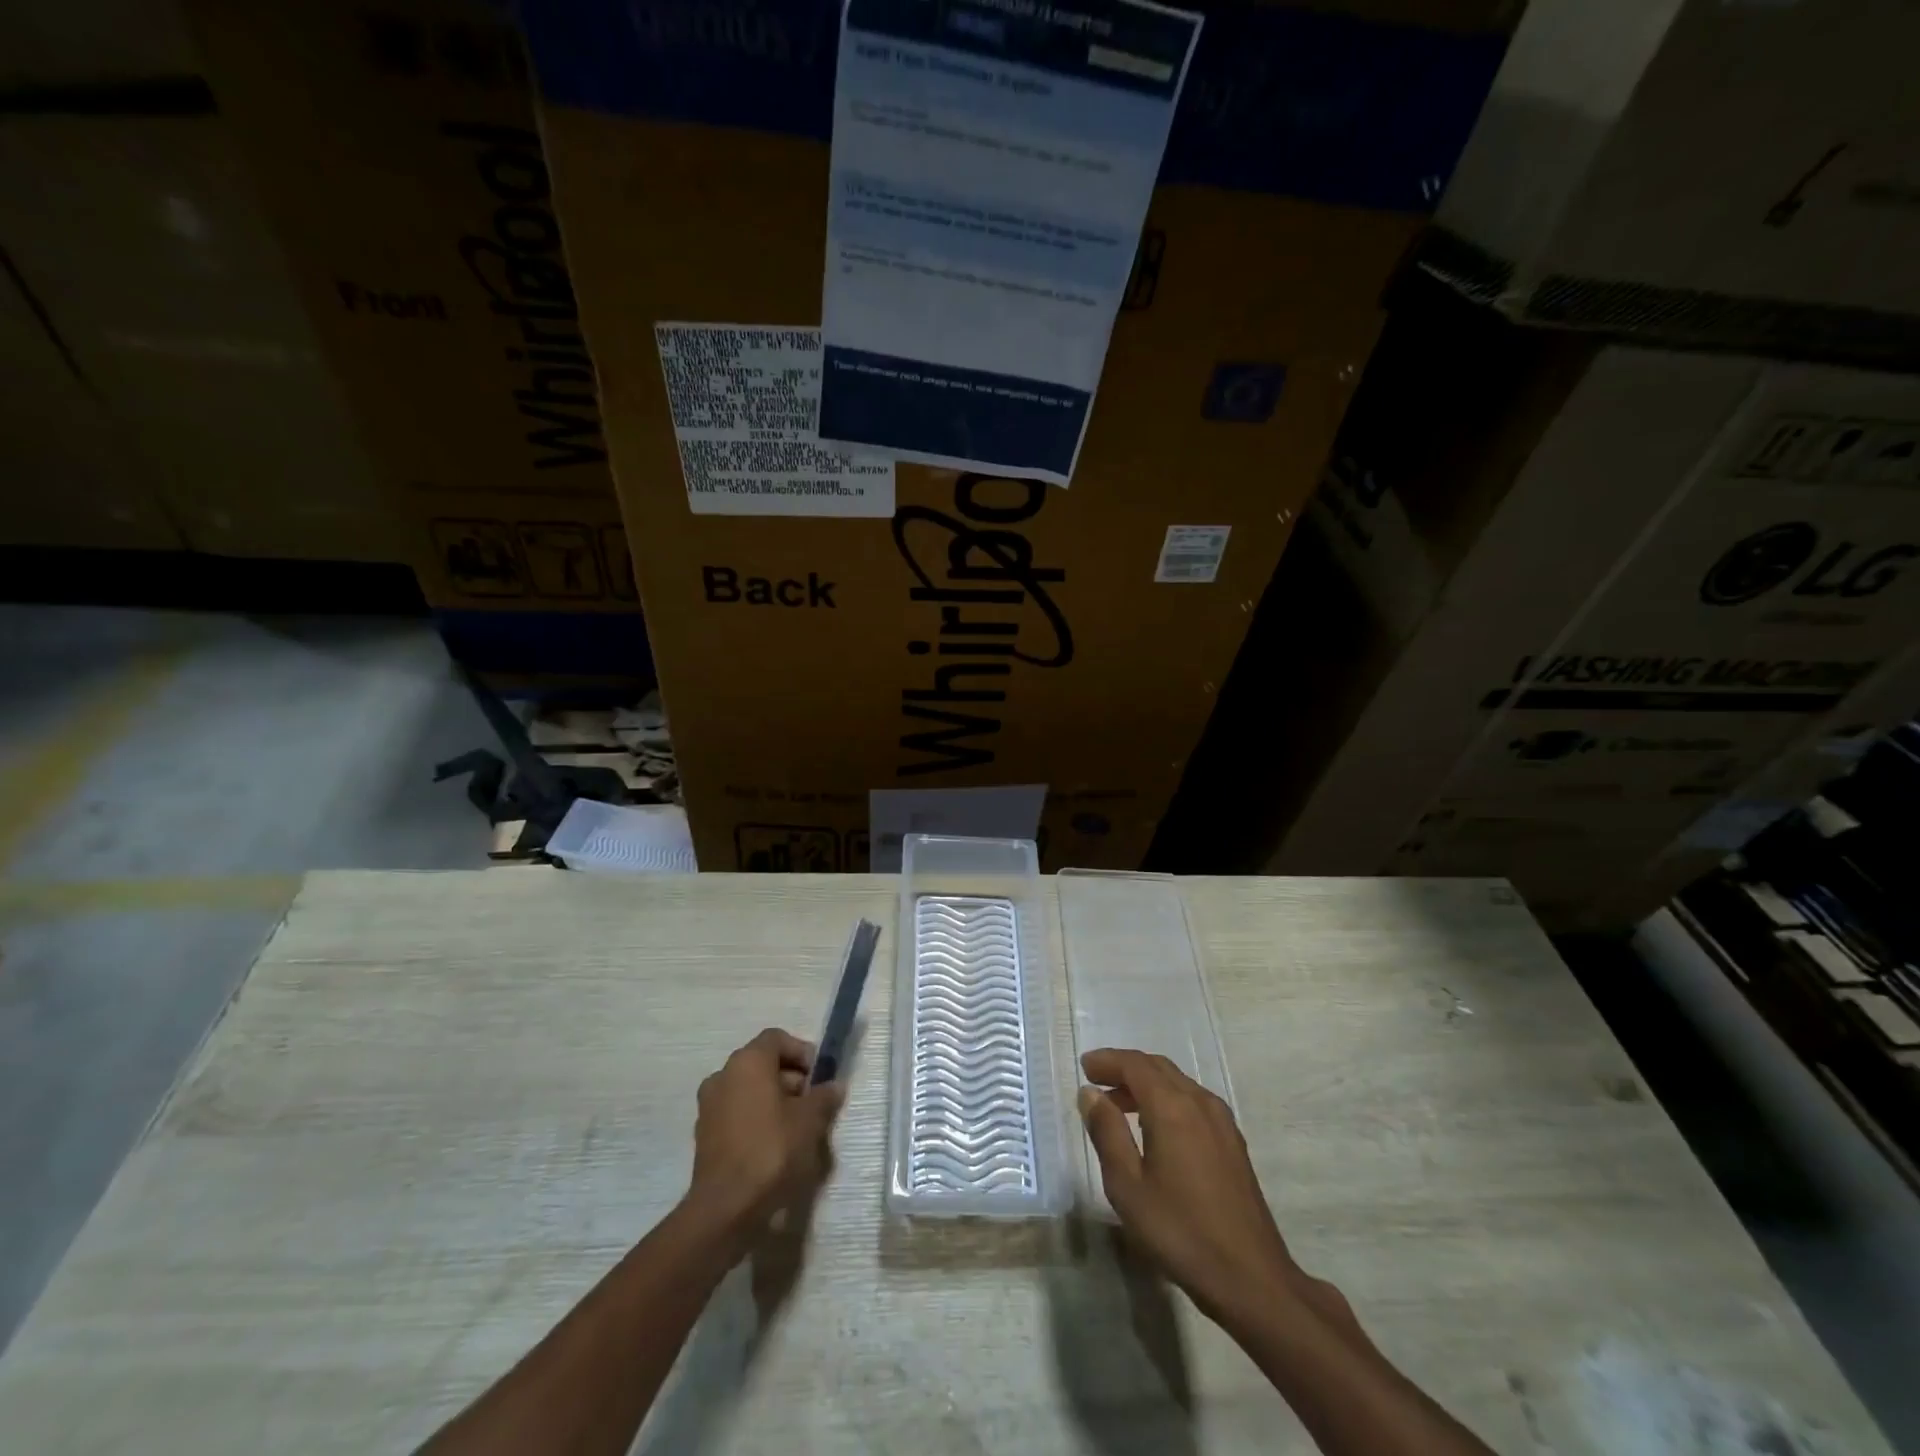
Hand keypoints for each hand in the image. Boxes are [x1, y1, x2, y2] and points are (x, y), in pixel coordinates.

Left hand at [687, 1029, 844, 1238]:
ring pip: (749, 1090)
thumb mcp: (810, 1120)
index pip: (777, 1038)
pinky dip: (755, 1119)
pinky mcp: (704, 1135)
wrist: (725, 1207)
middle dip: (790, 1078)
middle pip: (762, 1064)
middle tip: (812, 1103)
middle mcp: (723, 1075)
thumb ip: (823, 1097)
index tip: (819, 1076)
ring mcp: (709, 1106)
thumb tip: (833, 1086)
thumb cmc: (771, 1149)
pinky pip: (736, 1113)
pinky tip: (774, 1146)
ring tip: (796, 1128)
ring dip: (773, 1100)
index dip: (801, 1052)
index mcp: (748, 1061)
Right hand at [1078, 1048, 1353, 1337]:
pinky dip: (1167, 1099)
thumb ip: (1107, 1132)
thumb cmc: (1180, 1231)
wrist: (1251, 1278)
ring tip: (1119, 1106)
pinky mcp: (1233, 1142)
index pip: (1135, 1064)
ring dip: (1146, 1084)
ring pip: (1178, 1083)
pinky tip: (1156, 1129)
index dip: (1107, 1060)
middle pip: (1157, 1067)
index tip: (1084, 1067)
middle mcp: (1199, 1102)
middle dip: (1125, 1068)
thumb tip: (1090, 1094)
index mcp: (1172, 1107)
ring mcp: (1221, 1121)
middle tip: (1097, 1082)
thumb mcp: (1127, 1186)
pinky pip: (1193, 1101)